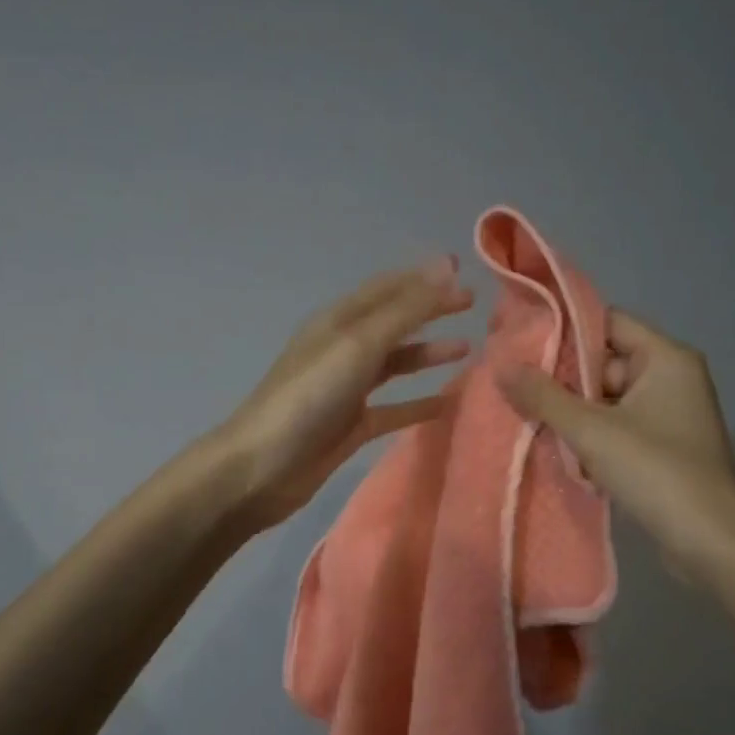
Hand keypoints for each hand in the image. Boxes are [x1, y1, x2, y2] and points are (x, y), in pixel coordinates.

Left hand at [222, 259, 474, 529]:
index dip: (423, 277)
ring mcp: (347, 388)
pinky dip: (419, 403)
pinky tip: (447, 403)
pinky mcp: (351, 425)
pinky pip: (394, 408)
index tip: (462, 268)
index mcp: (339, 320)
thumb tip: (446, 268)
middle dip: (431, 310)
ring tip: (467, 350)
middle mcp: (343, 348)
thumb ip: (405, 309)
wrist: (262, 466)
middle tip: (472, 304)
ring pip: (396, 364)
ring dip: (428, 354)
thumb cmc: (310, 396)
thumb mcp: (359, 344)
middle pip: (394, 322)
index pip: (388, 288)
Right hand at [496, 309, 734, 578]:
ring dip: (573, 409)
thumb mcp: (591, 430)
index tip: (521, 343)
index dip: (565, 329)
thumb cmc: (654, 471)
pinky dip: (591, 433)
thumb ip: (543, 395)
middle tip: (517, 387)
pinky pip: (618, 424)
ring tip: (529, 417)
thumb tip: (501, 365)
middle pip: (606, 360)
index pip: (608, 322)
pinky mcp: (664, 445)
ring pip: (608, 397)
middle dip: (563, 376)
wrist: (709, 542)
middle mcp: (672, 377)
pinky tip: (558, 446)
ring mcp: (670, 413)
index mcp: (666, 358)